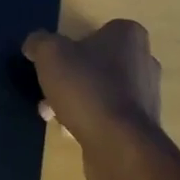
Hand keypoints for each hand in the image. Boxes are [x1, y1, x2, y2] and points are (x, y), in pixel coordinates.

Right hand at [22, 19, 163, 179]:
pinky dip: (89, 122)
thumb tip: (34, 44)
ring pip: (100, 91)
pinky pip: (108, 118)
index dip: (70, 46)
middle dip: (70, 78)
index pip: (96, 32)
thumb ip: (39, 42)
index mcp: (129, 35)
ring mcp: (146, 97)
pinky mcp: (142, 128)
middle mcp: (144, 61)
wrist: (119, 147)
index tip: (53, 63)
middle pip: (96, 64)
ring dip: (76, 101)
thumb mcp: (50, 54)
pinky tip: (70, 133)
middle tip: (48, 92)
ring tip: (52, 116)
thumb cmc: (87, 88)